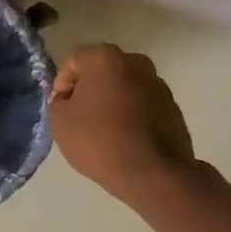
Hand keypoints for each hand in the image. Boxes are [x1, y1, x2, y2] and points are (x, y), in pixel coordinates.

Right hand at [49, 44, 195, 203]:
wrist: (151, 172)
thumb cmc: (99, 141)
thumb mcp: (60, 122)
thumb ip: (58, 101)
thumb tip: (68, 98)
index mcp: (106, 58)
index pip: (74, 60)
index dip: (62, 84)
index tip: (61, 109)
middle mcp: (136, 62)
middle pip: (103, 70)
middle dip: (89, 89)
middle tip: (80, 117)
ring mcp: (158, 83)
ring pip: (125, 86)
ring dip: (112, 101)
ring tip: (104, 130)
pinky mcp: (172, 106)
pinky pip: (142, 104)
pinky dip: (131, 114)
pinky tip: (125, 138)